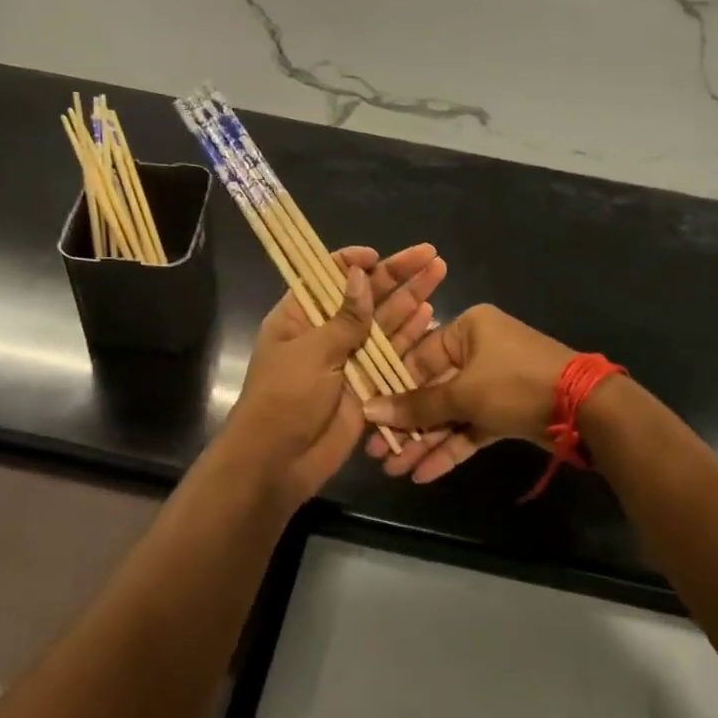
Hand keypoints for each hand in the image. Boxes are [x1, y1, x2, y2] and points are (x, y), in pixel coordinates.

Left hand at [223, 244, 447, 507]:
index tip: (378, 256)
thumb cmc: (285, 398)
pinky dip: (411, 336)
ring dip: (410, 300)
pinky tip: (431, 316)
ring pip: (384, 323)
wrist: (279, 462)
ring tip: (439, 274)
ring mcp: (349, 359)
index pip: (327, 278)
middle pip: (365, 297)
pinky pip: (393, 356)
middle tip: (430, 255)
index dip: (354, 264)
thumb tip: (360, 274)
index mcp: (299, 317)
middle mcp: (326, 333)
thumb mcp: (311, 352)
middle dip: (397, 276)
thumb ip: (344, 318)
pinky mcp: (368, 385)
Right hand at [362, 304, 575, 483]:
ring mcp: (494, 382)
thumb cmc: (515, 384)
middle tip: (378, 452)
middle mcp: (479, 350)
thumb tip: (370, 410)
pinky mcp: (507, 410)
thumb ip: (417, 405)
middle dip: (407, 423)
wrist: (585, 409)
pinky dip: (450, 447)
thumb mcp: (463, 393)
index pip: (418, 357)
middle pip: (433, 389)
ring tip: (396, 470)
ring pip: (451, 413)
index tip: (369, 416)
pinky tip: (424, 473)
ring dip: (425, 440)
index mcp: (468, 328)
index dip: (392, 389)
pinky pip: (471, 427)